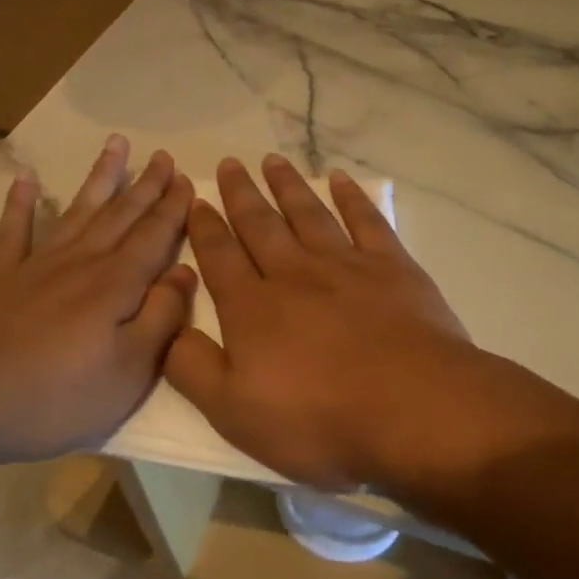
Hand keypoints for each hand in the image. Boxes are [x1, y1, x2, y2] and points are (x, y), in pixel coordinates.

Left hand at [0, 136, 197, 467]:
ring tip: (115, 144)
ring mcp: (37, 265)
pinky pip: (14, 231)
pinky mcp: (1, 278)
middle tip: (163, 155)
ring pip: (78, 210)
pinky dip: (20, 203)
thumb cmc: (57, 395)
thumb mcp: (129, 370)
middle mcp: (81, 262)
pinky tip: (25, 179)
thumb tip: (185, 271)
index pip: (153, 236)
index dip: (172, 207)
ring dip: (99, 177)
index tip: (186, 178)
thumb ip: (162, 317)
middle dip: (146, 185)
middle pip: (121, 215)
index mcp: (116, 284)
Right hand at [164, 154, 481, 489]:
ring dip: (287, 186)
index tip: (196, 199)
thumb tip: (164, 327)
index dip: (205, 227)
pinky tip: (340, 179)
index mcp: (253, 308)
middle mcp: (293, 273)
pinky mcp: (391, 266)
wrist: (413, 407)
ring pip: (307, 214)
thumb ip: (192, 367)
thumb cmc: (319, 419)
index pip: (220, 257)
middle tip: (229, 163)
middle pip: (260, 225)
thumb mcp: (234, 412)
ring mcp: (345, 265)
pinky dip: (351, 197)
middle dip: (241, 194)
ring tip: (272, 160)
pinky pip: (366, 220)